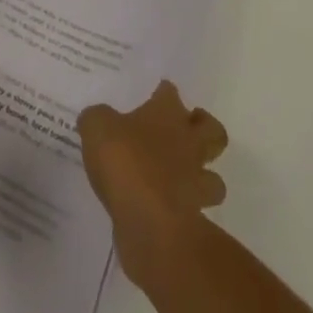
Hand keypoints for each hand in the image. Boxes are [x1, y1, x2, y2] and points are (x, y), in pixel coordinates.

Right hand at [78, 81, 227, 287]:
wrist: (148, 219)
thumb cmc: (123, 160)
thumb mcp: (96, 127)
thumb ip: (97, 119)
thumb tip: (96, 119)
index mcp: (166, 113)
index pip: (170, 93)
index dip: (163, 92)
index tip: (157, 94)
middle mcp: (188, 142)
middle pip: (212, 130)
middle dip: (204, 128)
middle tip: (186, 129)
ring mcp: (194, 181)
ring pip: (215, 176)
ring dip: (204, 175)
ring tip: (185, 175)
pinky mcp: (193, 217)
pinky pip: (197, 210)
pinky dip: (188, 208)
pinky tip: (169, 207)